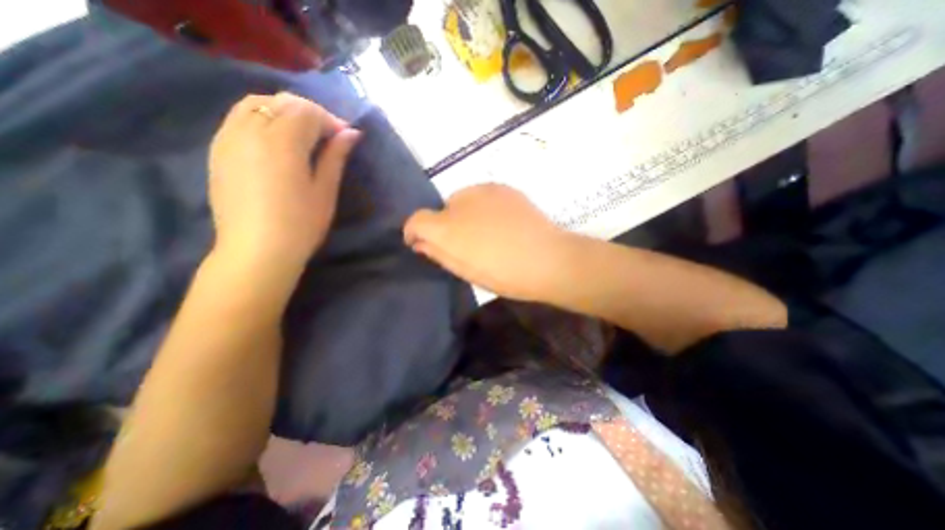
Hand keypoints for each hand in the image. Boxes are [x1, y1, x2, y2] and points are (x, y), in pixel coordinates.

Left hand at [210, 92, 362, 272]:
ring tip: (302, 134)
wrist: (257, 250)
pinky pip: (239, 118)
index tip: (346, 137)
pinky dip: (262, 119)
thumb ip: (336, 157)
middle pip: (281, 103)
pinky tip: (276, 141)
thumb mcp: (325, 190)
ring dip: (283, 112)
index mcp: (281, 142)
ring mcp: (228, 138)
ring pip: (255, 104)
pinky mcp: (218, 150)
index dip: (330, 120)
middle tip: (328, 135)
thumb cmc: (301, 224)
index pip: (307, 112)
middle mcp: (250, 130)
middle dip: (309, 113)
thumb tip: (351, 133)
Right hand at [403, 184, 570, 301]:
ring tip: (486, 233)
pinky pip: (482, 196)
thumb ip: (437, 253)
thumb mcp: (465, 271)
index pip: (416, 220)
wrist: (549, 259)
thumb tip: (420, 242)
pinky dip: (483, 207)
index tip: (421, 243)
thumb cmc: (505, 274)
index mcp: (448, 228)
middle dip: (445, 225)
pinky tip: (500, 223)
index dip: (414, 232)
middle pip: (441, 210)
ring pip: (462, 201)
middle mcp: (460, 201)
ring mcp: (483, 190)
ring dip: (464, 215)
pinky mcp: (503, 187)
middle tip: (464, 243)